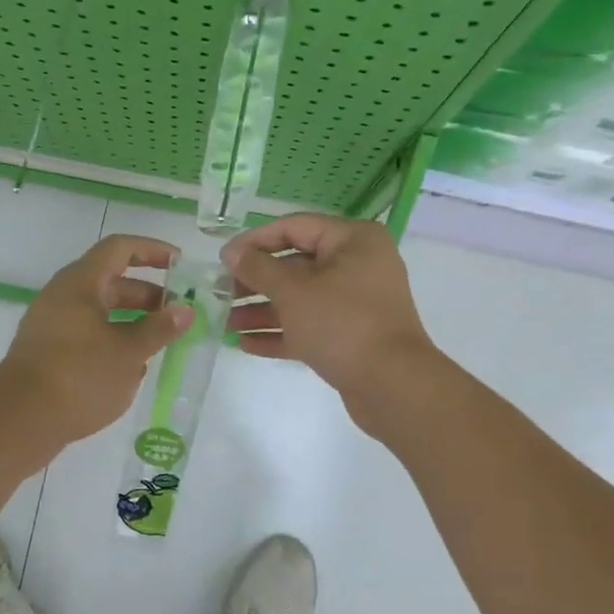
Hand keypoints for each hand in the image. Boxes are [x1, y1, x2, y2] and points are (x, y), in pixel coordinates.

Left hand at [0, 234, 192, 449]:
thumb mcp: (129, 352)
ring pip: (99, 312)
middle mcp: (62, 296)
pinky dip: (112, 341)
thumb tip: (185, 310)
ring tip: (160, 342)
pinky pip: (86, 335)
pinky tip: (131, 368)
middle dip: (147, 294)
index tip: (180, 264)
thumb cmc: (79, 375)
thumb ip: (159, 328)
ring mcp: (51, 325)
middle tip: (178, 313)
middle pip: (111, 281)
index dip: (152, 250)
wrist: (20, 420)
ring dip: (132, 321)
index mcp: (80, 282)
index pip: (120, 248)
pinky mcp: (47, 353)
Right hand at [222, 213, 439, 413]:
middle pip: (295, 265)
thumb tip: (232, 252)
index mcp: (352, 240)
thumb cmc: (342, 323)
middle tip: (221, 293)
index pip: (294, 227)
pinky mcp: (350, 336)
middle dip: (255, 281)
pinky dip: (280, 332)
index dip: (255, 241)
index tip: (223, 259)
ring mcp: (355, 303)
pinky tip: (245, 344)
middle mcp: (357, 265)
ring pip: (300, 299)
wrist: (393, 386)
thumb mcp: (293, 291)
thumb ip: (258, 268)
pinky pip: (309, 326)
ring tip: (225, 323)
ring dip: (262, 310)